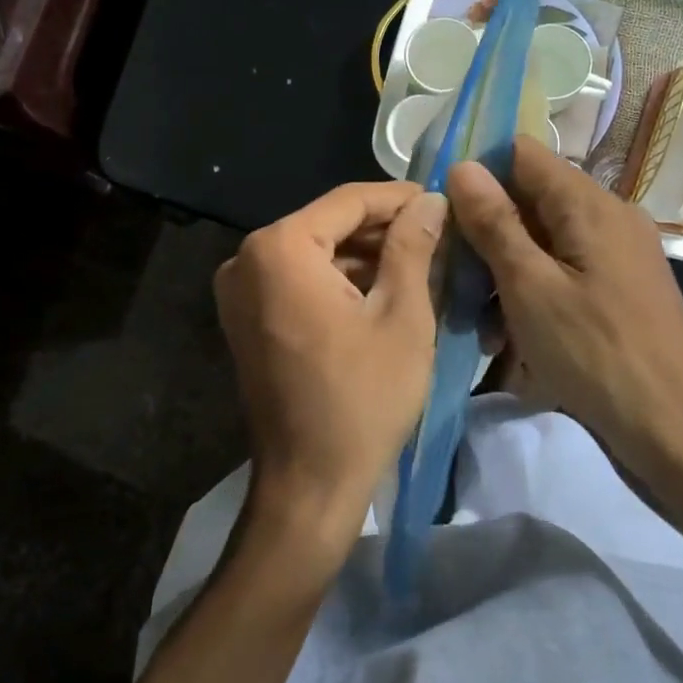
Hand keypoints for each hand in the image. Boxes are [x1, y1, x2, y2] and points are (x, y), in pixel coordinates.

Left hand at [214, 182, 445, 549]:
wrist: (308, 484)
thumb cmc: (362, 398)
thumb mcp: (402, 316)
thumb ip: (413, 247)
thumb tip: (430, 201)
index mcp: (280, 248)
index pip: (348, 201)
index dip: (399, 198)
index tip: (442, 200)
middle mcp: (247, 258)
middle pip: (328, 224)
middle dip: (383, 229)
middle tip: (438, 234)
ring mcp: (240, 289)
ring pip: (314, 252)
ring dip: (364, 256)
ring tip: (421, 261)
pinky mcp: (245, 317)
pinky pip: (298, 280)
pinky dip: (338, 280)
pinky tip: (383, 289)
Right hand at [445, 137, 682, 499]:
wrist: (674, 433)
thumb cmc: (595, 355)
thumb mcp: (529, 287)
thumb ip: (494, 223)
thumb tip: (462, 166)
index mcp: (590, 205)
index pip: (522, 154)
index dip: (478, 170)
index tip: (439, 204)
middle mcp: (609, 216)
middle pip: (531, 198)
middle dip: (486, 229)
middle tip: (450, 269)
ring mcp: (617, 254)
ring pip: (543, 239)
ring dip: (504, 268)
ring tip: (477, 316)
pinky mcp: (618, 288)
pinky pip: (562, 270)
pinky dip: (531, 289)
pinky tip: (509, 334)